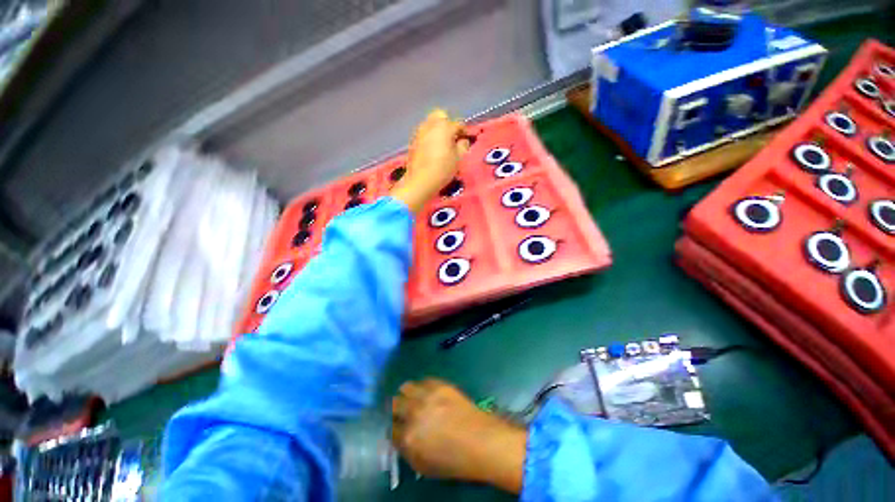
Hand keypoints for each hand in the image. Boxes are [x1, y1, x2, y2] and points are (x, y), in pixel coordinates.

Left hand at [390, 110, 469, 212]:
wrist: (420, 180)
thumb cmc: (443, 168)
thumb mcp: (459, 158)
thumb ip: (463, 146)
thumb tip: (462, 140)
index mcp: (444, 126)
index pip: (458, 124)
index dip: (464, 132)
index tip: (466, 139)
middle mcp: (430, 124)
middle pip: (440, 116)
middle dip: (447, 124)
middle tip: (452, 137)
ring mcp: (420, 132)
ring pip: (430, 124)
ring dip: (437, 130)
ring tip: (442, 144)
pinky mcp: (413, 141)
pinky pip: (424, 133)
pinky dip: (429, 137)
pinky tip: (432, 149)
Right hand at [391, 379, 526, 493]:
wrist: (481, 441)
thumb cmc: (454, 460)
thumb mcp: (424, 466)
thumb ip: (407, 451)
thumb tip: (401, 438)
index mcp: (408, 438)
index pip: (390, 429)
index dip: (394, 428)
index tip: (399, 427)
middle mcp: (414, 413)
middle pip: (395, 404)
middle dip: (397, 409)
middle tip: (404, 411)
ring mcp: (427, 396)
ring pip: (406, 387)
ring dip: (408, 394)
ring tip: (414, 398)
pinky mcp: (440, 385)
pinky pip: (424, 380)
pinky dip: (423, 386)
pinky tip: (428, 393)